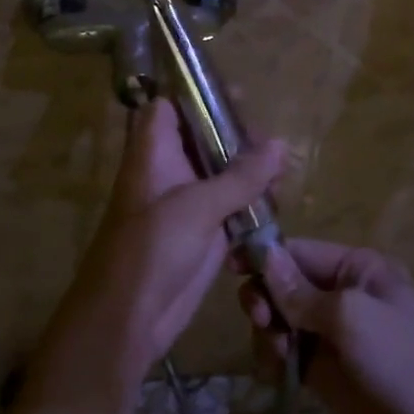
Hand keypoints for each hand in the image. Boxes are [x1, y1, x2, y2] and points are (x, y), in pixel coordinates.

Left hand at [49, 99, 288, 386]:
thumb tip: (281, 144)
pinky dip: (251, 205)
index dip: (197, 95)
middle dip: (238, 137)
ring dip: (250, 173)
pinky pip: (230, 208)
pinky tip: (277, 205)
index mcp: (154, 153)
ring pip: (221, 174)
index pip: (168, 107)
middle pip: (203, 139)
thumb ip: (241, 176)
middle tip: (272, 142)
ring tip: (284, 173)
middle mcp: (170, 172)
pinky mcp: (203, 233)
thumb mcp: (198, 206)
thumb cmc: (151, 249)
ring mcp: (186, 203)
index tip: (237, 95)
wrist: (129, 318)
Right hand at [242, 239, 413, 413]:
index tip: (230, 267)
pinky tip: (276, 375)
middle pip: (284, 284)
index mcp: (358, 268)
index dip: (265, 257)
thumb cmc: (403, 362)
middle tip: (260, 320)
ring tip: (278, 355)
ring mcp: (331, 335)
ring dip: (268, 332)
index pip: (299, 251)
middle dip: (266, 299)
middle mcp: (342, 294)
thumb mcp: (352, 317)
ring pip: (279, 319)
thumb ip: (301, 291)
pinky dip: (272, 359)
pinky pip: (284, 352)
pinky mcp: (322, 372)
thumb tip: (263, 254)